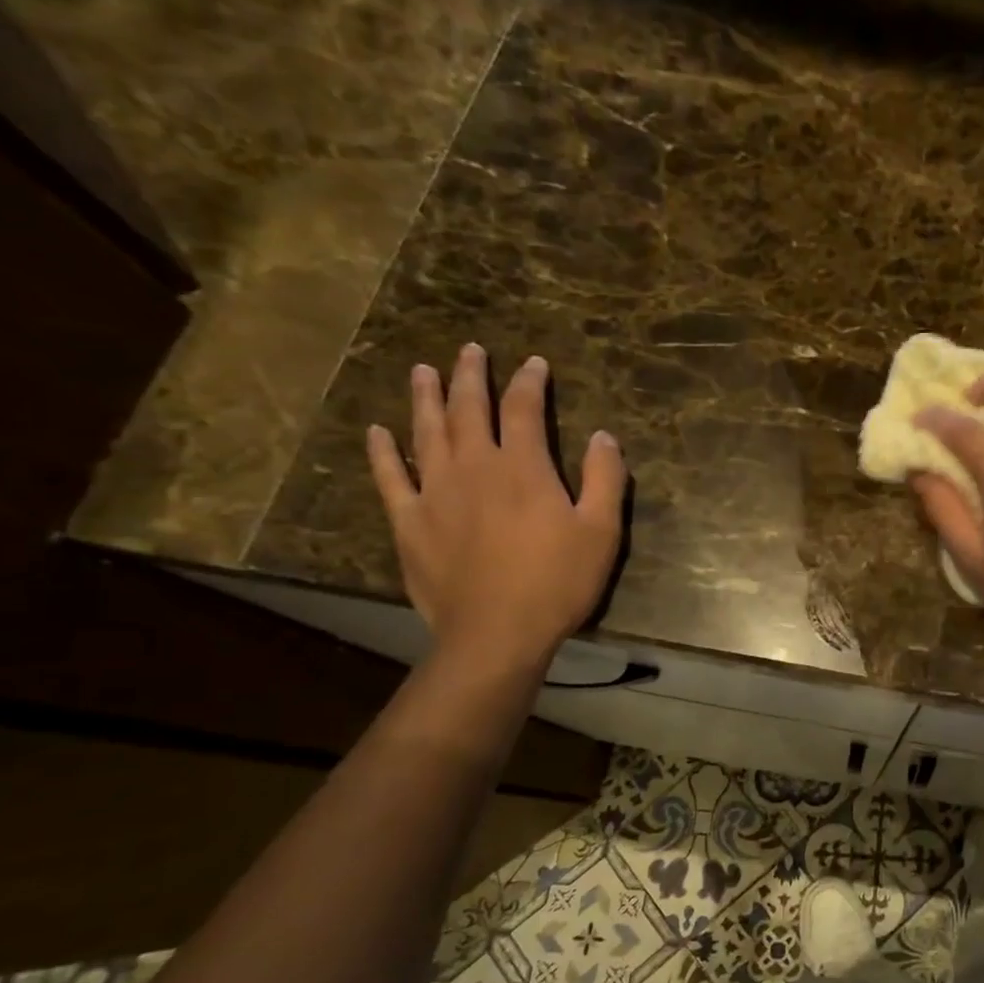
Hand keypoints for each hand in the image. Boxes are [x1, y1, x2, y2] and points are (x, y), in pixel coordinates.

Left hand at [367, 344, 625, 669]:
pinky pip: (390, 477)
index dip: (529, 382)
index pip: (523, 409)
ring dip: (425, 397)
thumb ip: (605, 478)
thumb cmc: (558, 581)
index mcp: (523, 467)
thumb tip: (603, 435)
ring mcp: (435, 492)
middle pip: (467, 409)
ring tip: (423, 371)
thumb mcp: (602, 530)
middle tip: (470, 350)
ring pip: (426, 431)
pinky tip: (378, 431)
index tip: (534, 363)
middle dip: (471, 375)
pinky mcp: (409, 521)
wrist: (497, 632)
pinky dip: (383, 451)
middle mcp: (474, 467)